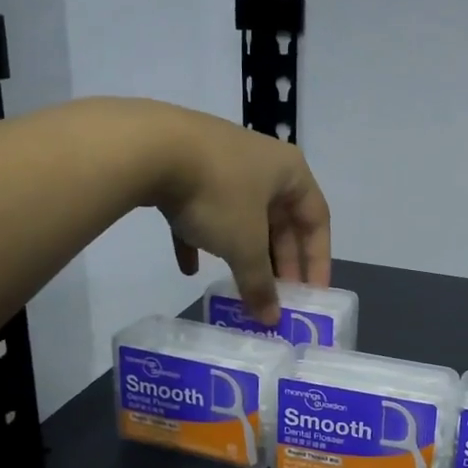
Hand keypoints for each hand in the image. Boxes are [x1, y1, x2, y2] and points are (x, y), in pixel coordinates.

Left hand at [145, 105, 331, 323]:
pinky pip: (203, 209)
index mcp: (291, 172)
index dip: (317, 261)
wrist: (150, 147)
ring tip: (240, 285)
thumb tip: (271, 320)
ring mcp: (222, 162)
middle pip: (280, 220)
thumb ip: (260, 283)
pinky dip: (201, 238)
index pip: (317, 221)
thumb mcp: (245, 245)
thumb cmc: (218, 194)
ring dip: (242, 252)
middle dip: (278, 262)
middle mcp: (262, 162)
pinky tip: (189, 268)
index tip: (312, 296)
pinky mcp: (186, 166)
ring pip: (242, 216)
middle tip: (276, 296)